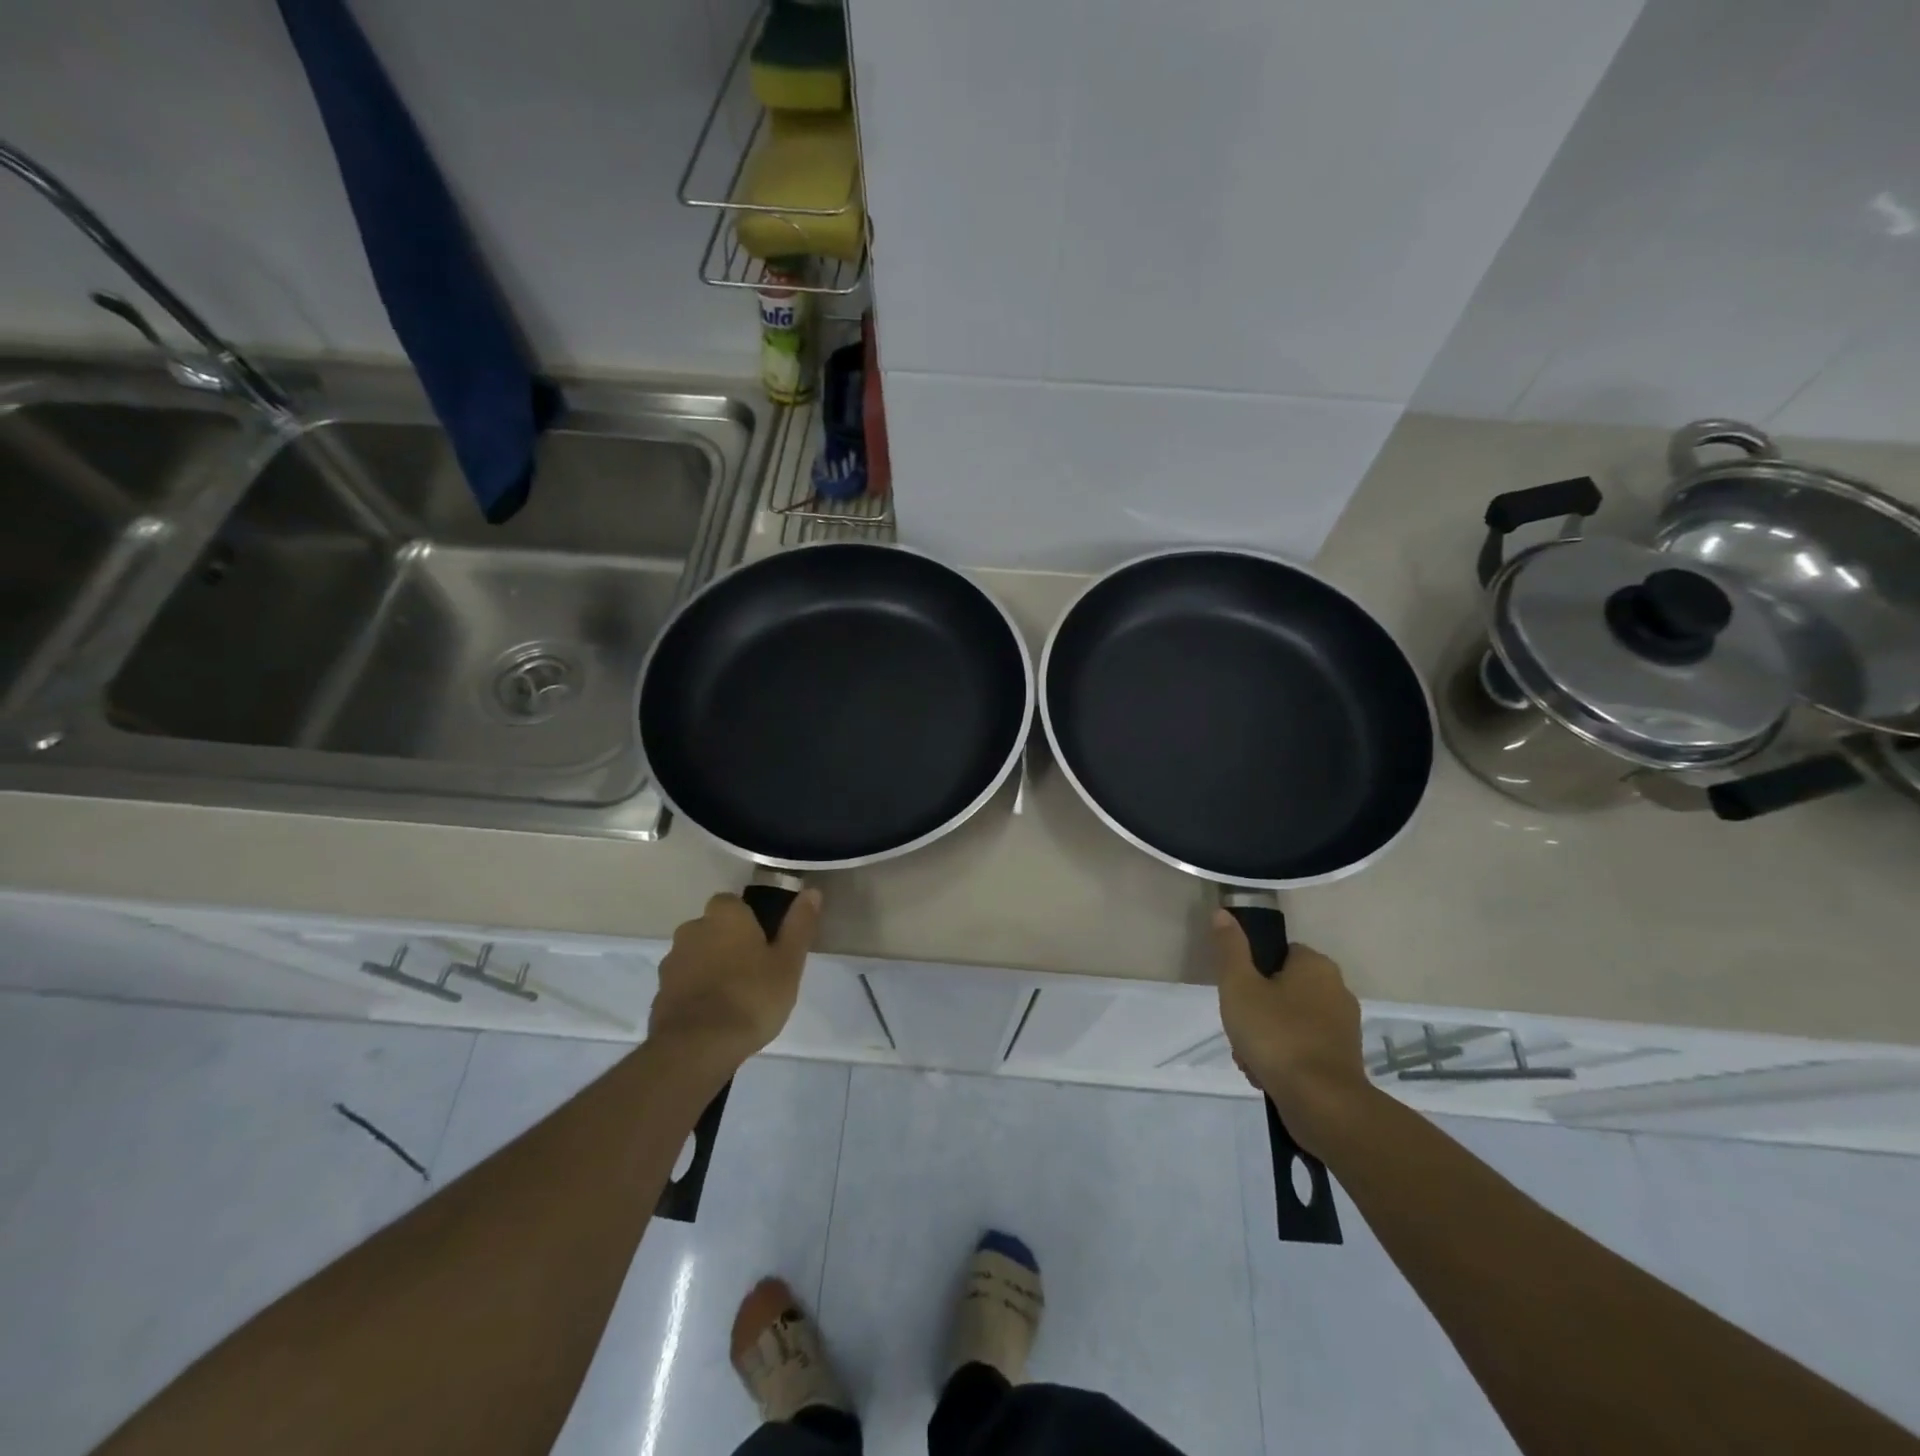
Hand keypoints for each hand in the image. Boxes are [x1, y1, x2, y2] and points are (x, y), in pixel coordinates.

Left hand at [651, 889, 823, 1065]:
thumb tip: (811, 892)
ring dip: (710, 967)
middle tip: (753, 970)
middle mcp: (692, 930)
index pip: (732, 903)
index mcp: (725, 916)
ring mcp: (671, 963)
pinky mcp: (659, 994)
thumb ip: (799, 924)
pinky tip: (714, 1015)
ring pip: (696, 956)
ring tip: (734, 997)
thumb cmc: (752, 996)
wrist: (697, 1047)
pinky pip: (684, 984)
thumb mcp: (789, 961)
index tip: (764, 941)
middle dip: (727, 942)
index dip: (747, 919)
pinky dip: (696, 992)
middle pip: (712, 928)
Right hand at [1213, 911, 1371, 1152]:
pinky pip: (1303, 1048)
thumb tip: (1223, 912)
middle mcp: (1337, 990)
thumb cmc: (1276, 1034)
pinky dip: (1284, 1058)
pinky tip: (1267, 1076)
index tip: (1237, 995)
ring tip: (1250, 1059)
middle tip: (1240, 1030)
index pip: (1278, 953)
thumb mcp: (1239, 986)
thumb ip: (1230, 949)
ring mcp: (1343, 1027)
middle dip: (1256, 1010)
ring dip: (1266, 1037)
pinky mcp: (1343, 1060)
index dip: (1252, 972)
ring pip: (1289, 1021)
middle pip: (1281, 989)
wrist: (1322, 1103)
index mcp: (1316, 965)